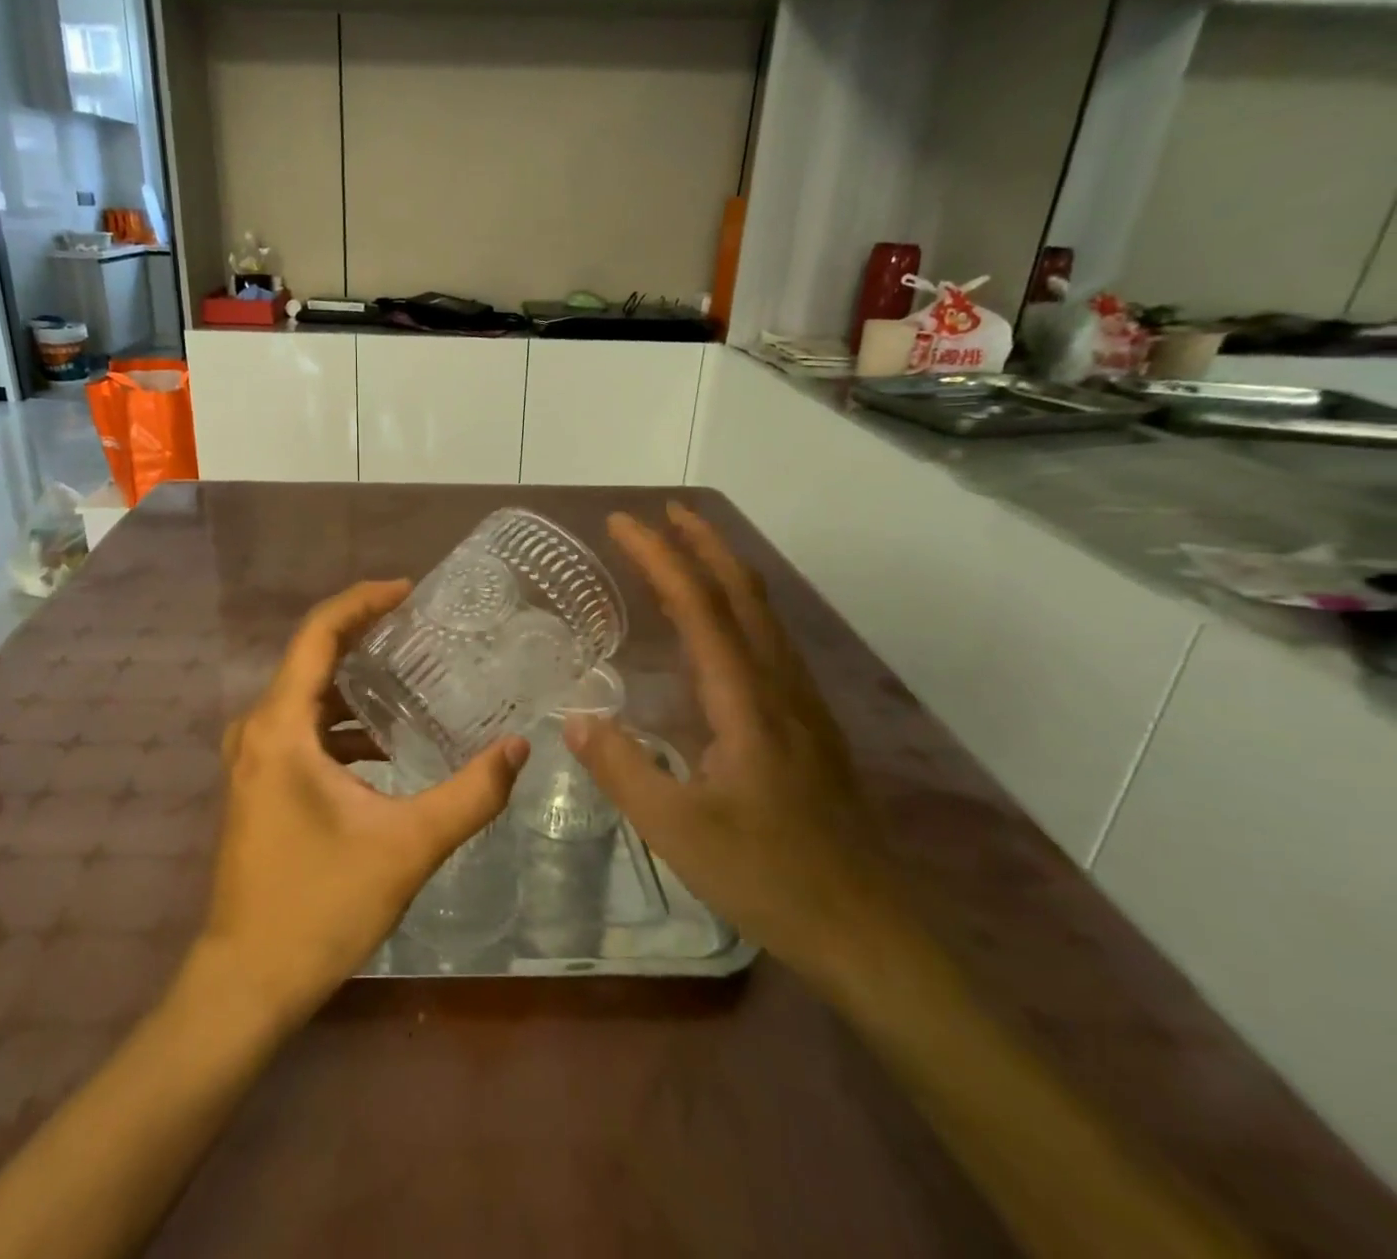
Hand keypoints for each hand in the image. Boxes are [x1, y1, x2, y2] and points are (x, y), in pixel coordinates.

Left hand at [196, 580, 528, 1028]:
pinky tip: (387, 744)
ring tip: (414, 676)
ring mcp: (253, 759)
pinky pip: (303, 729)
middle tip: (423, 628)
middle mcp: (257, 731)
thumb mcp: (407, 847)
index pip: (318, 634)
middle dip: (366, 636)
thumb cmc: (320, 907)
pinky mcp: (260, 784)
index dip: (362, 602)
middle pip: (313, 658)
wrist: (246, 982)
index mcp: (280, 728)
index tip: (408, 589)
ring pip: (308, 696)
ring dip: (357, 683)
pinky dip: (344, 723)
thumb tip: (519, 748)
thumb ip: (470, 795)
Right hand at [566, 505, 899, 983]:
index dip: (659, 557)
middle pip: (742, 591)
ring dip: (723, 570)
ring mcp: (801, 703)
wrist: (869, 931)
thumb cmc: (769, 878)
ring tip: (684, 552)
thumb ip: (623, 769)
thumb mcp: (677, 830)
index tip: (622, 523)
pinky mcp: (808, 724)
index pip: (698, 605)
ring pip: (761, 613)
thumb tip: (576, 718)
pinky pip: (767, 642)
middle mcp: (779, 686)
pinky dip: (736, 609)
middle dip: (702, 543)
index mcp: (746, 701)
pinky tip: (718, 629)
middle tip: (662, 513)